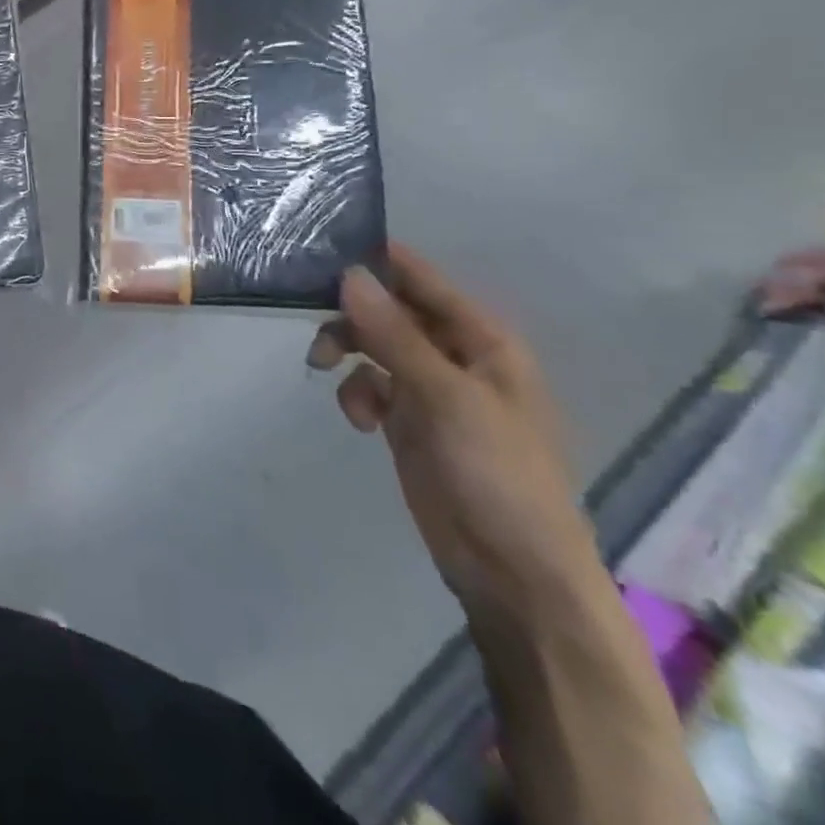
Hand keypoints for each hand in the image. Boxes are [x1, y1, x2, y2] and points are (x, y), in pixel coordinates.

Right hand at [308, 243, 603, 621]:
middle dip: (349, 312)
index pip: (420, 278)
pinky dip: (357, 394)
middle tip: (311, 320)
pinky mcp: (408, 420)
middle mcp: (454, 354)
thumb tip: (348, 274)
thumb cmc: (498, 473)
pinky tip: (361, 421)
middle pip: (388, 308)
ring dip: (346, 350)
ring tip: (324, 368)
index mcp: (481, 338)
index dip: (374, 260)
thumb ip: (394, 334)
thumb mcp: (446, 397)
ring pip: (372, 343)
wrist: (514, 573)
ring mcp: (429, 388)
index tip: (319, 251)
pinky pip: (369, 385)